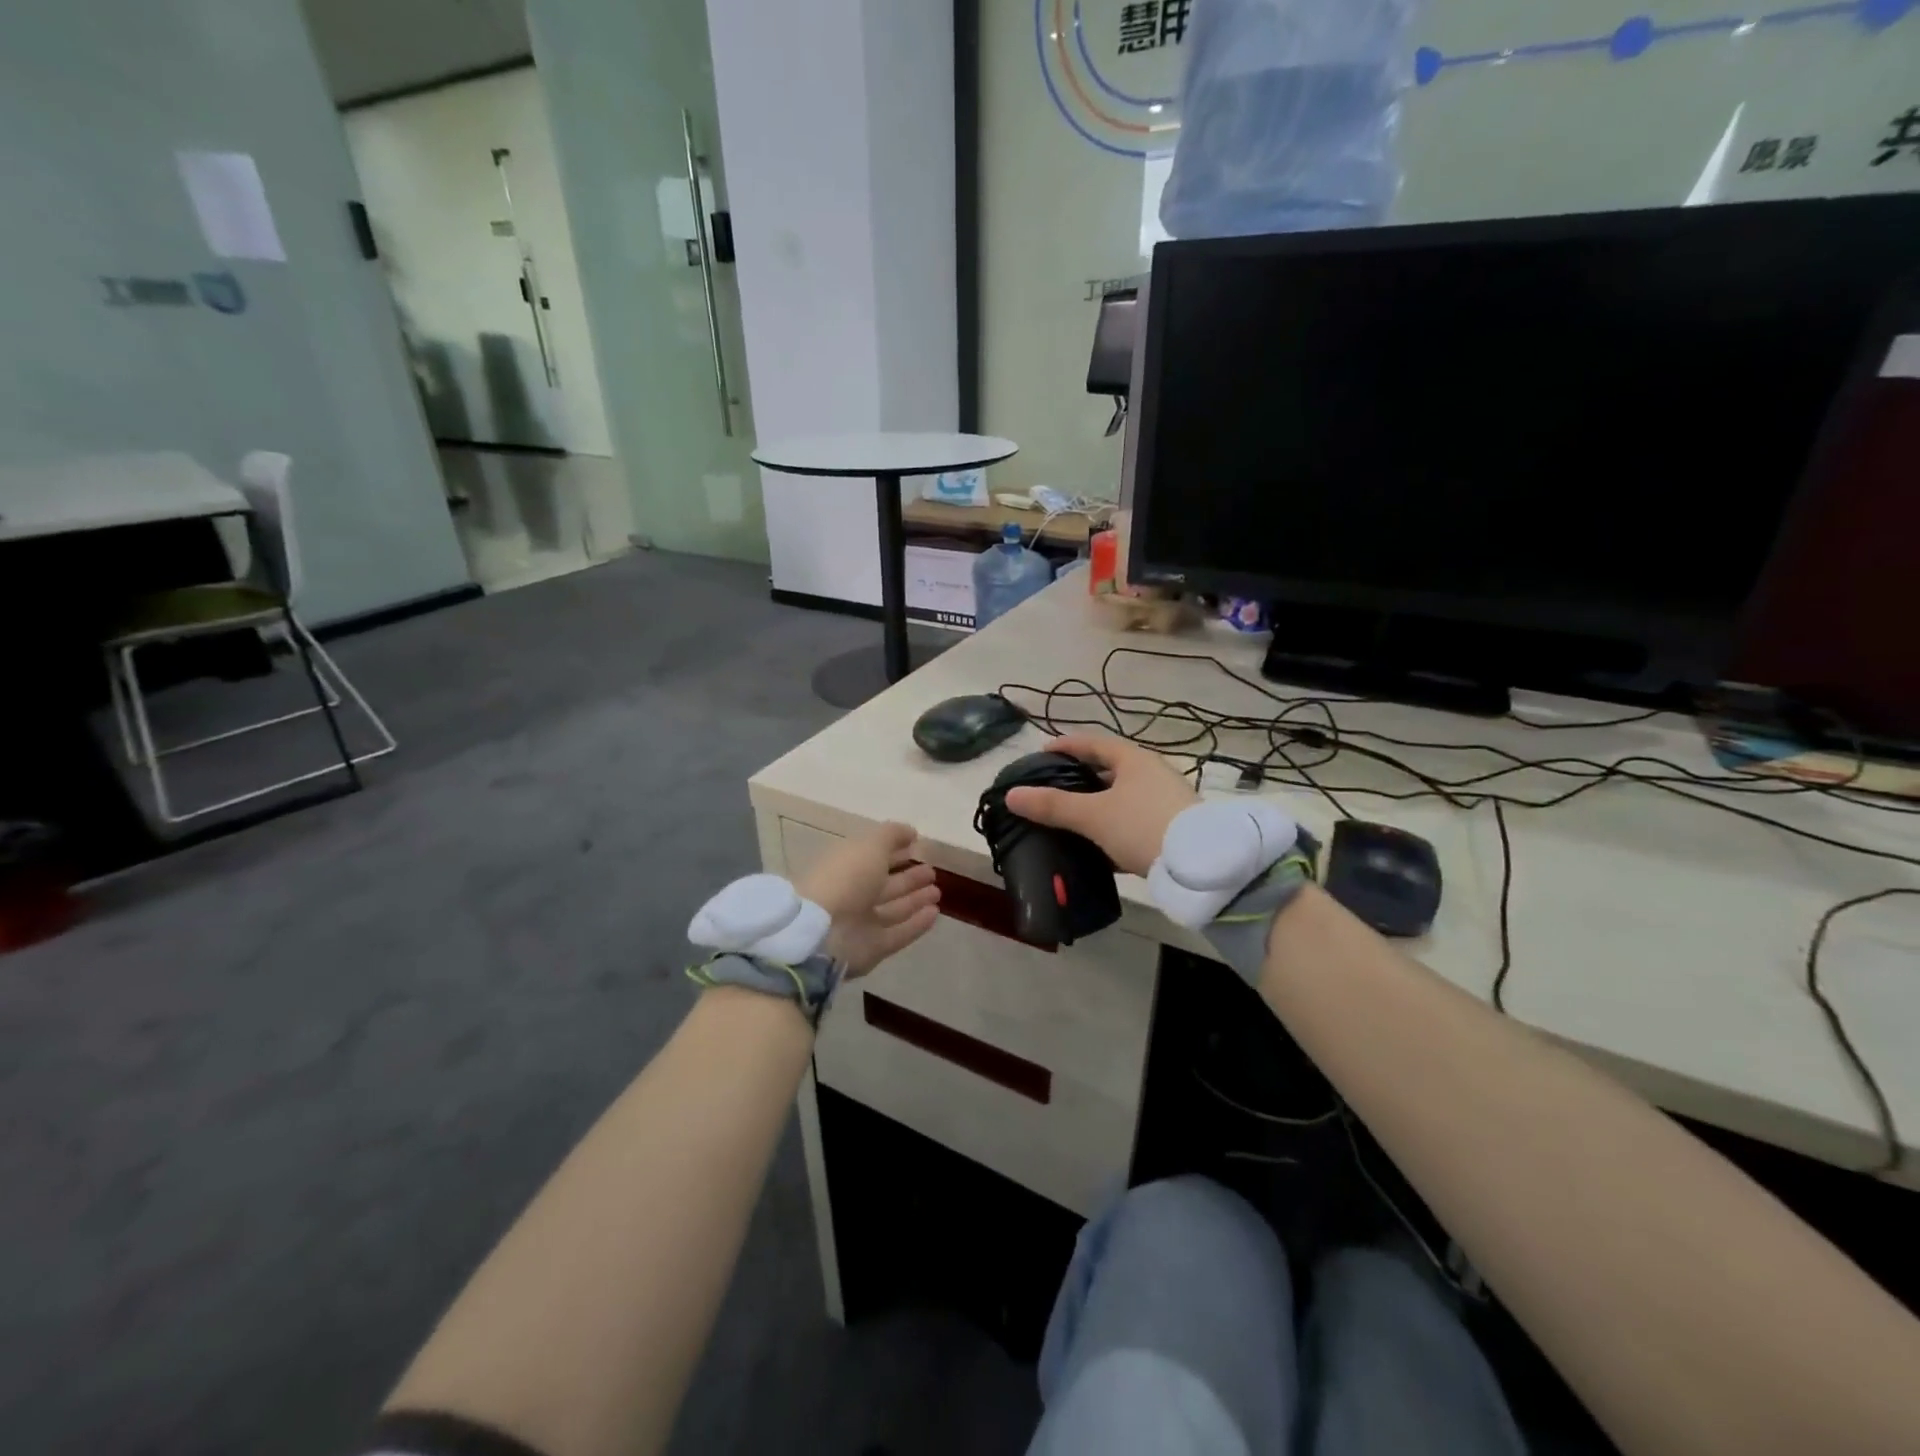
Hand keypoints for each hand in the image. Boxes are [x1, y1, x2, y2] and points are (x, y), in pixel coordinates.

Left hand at [796, 822, 941, 976]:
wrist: (823, 932)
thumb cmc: (845, 879)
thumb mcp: (870, 845)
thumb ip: (892, 835)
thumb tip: (911, 832)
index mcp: (845, 866)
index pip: (873, 857)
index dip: (894, 851)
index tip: (917, 846)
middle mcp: (852, 895)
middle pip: (884, 885)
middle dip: (908, 878)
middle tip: (932, 872)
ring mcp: (861, 924)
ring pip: (893, 910)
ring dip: (915, 900)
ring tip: (937, 891)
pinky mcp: (872, 948)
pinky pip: (899, 933)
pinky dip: (917, 924)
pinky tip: (935, 912)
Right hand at [1003, 734, 1197, 877]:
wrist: (1201, 865)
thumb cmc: (1142, 826)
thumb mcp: (1093, 816)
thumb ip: (1052, 806)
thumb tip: (1012, 795)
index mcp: (1133, 760)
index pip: (1094, 743)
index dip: (1066, 745)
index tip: (1043, 751)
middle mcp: (1152, 773)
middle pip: (1109, 769)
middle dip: (1080, 777)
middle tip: (1053, 787)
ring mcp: (1165, 800)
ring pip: (1121, 797)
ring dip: (1097, 804)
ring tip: (1070, 817)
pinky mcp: (1172, 827)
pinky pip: (1133, 820)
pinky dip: (1112, 826)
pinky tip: (1098, 845)